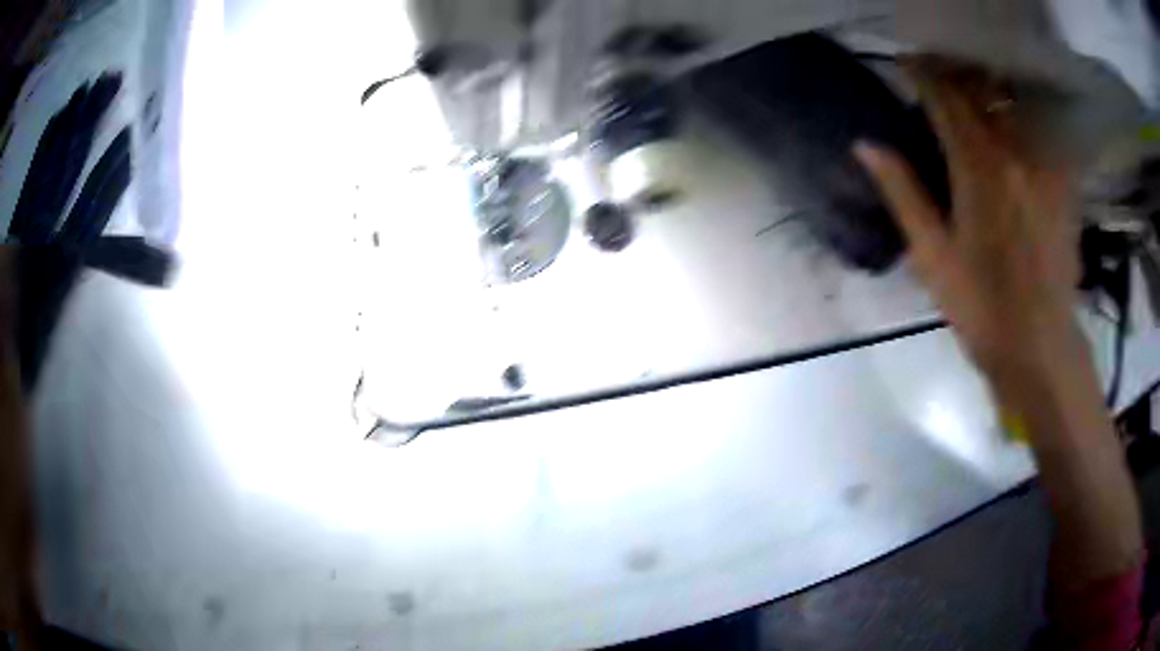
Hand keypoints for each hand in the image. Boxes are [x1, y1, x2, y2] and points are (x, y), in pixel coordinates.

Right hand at [854, 58, 1081, 379]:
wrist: (1041, 347)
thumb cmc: (983, 310)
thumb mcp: (933, 257)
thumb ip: (903, 192)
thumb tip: (865, 144)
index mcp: (977, 168)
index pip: (944, 96)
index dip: (921, 73)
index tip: (905, 65)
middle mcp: (1014, 153)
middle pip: (979, 90)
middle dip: (953, 74)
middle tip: (936, 77)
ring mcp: (1044, 166)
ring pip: (1010, 106)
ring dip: (985, 93)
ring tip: (972, 98)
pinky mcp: (1062, 184)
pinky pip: (1039, 133)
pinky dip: (1019, 121)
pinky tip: (1011, 132)